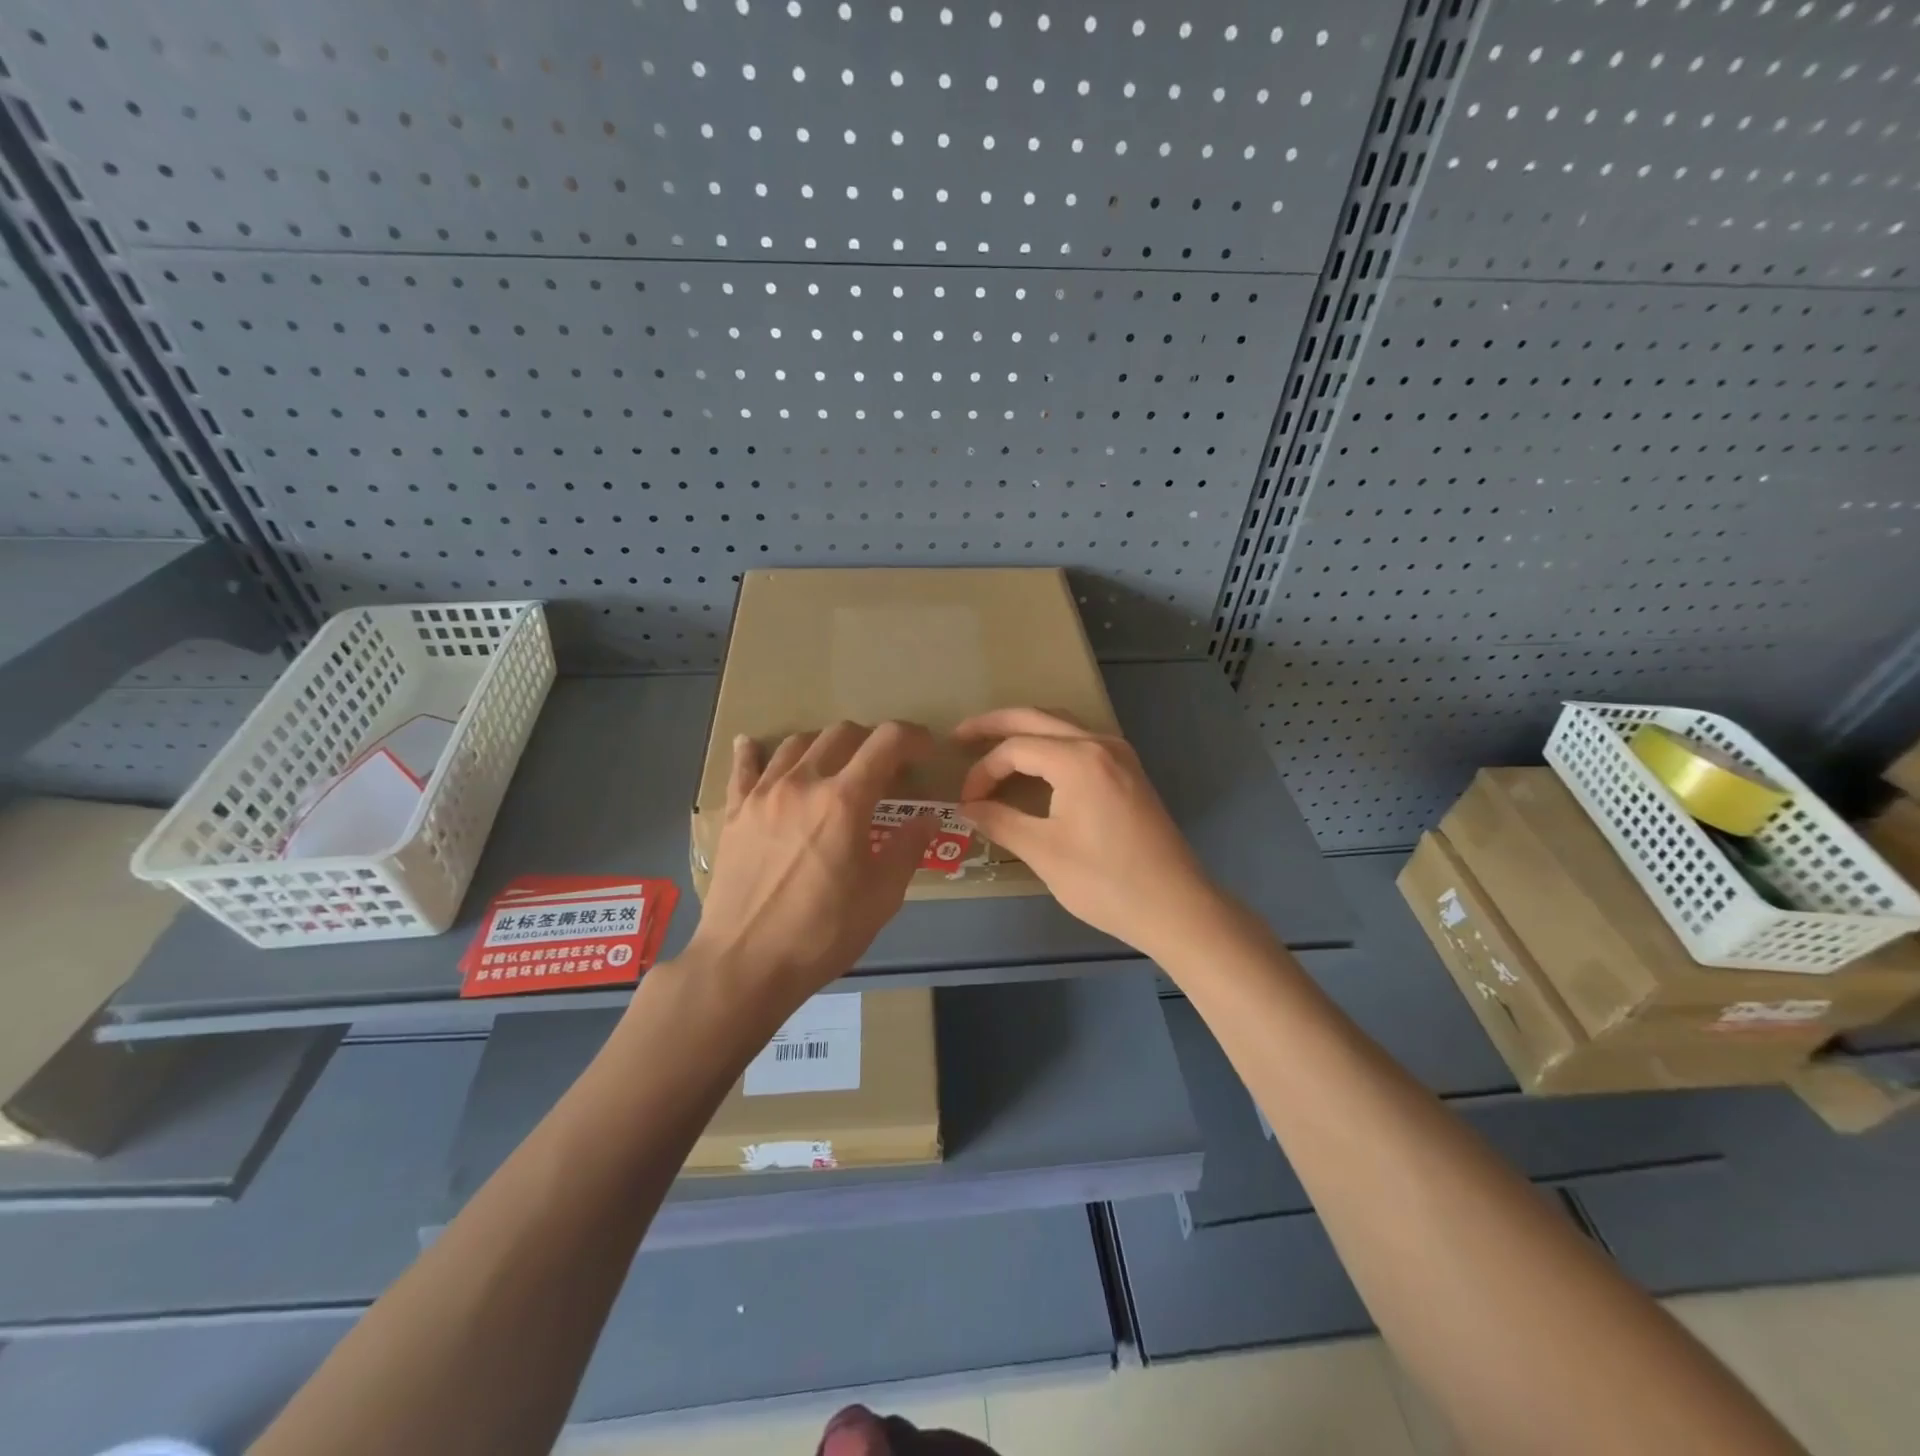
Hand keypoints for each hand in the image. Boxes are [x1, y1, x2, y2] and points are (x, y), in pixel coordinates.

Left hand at [685, 721, 937, 1004]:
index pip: (886, 742)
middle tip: (884, 766)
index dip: (913, 737)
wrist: (746, 962)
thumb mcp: (882, 897)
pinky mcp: (736, 812)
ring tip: (834, 765)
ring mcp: (763, 794)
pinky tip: (752, 744)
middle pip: (841, 734)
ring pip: (796, 743)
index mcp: (844, 800)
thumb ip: (908, 849)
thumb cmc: (822, 933)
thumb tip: (927, 819)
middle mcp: (803, 783)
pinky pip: (743, 767)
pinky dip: (754, 751)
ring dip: (824, 745)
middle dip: (871, 741)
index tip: (925, 750)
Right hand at [956, 707, 1218, 955]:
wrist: (1176, 906)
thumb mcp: (1043, 852)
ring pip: (1061, 725)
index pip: (1015, 748)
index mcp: (1078, 759)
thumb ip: (1000, 821)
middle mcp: (1100, 744)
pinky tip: (1035, 763)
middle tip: (959, 736)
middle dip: (995, 724)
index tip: (966, 802)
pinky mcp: (1129, 771)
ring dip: (1025, 730)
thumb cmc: (1106, 881)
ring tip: (992, 743)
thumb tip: (966, 808)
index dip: (983, 771)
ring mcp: (1119, 755)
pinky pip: (1080, 741)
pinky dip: (1050, 743)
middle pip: (1036, 719)